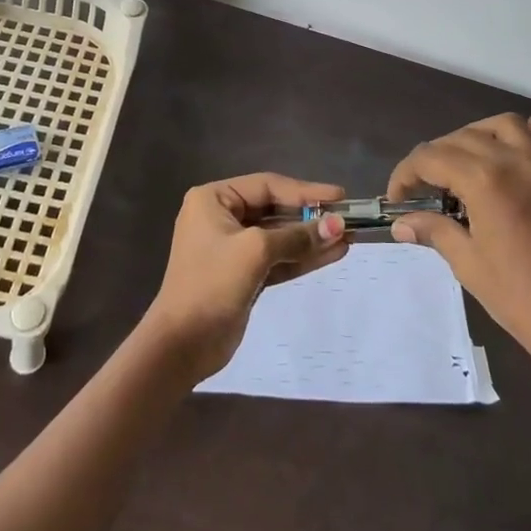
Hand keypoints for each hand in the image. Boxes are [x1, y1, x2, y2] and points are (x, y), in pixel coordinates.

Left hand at [142, 173, 348, 382]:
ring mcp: (232, 248)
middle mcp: (221, 217)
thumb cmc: (212, 283)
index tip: (339, 196)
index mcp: (213, 199)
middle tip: (348, 219)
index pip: (267, 186)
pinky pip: (277, 259)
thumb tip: (337, 225)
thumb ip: (297, 237)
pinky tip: (332, 254)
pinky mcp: (243, 275)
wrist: (182, 344)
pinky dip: (302, 257)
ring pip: (279, 237)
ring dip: (311, 238)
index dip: (305, 191)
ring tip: (348, 238)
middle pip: (274, 209)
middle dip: (310, 217)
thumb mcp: (255, 251)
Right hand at [387, 114, 530, 378]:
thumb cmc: (518, 299)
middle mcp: (515, 163)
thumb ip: (434, 231)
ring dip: (478, 134)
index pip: (431, 158)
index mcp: (484, 180)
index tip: (396, 199)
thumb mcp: (467, 263)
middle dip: (434, 157)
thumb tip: (401, 224)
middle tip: (422, 189)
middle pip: (463, 139)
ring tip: (462, 159)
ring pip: (507, 128)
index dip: (406, 174)